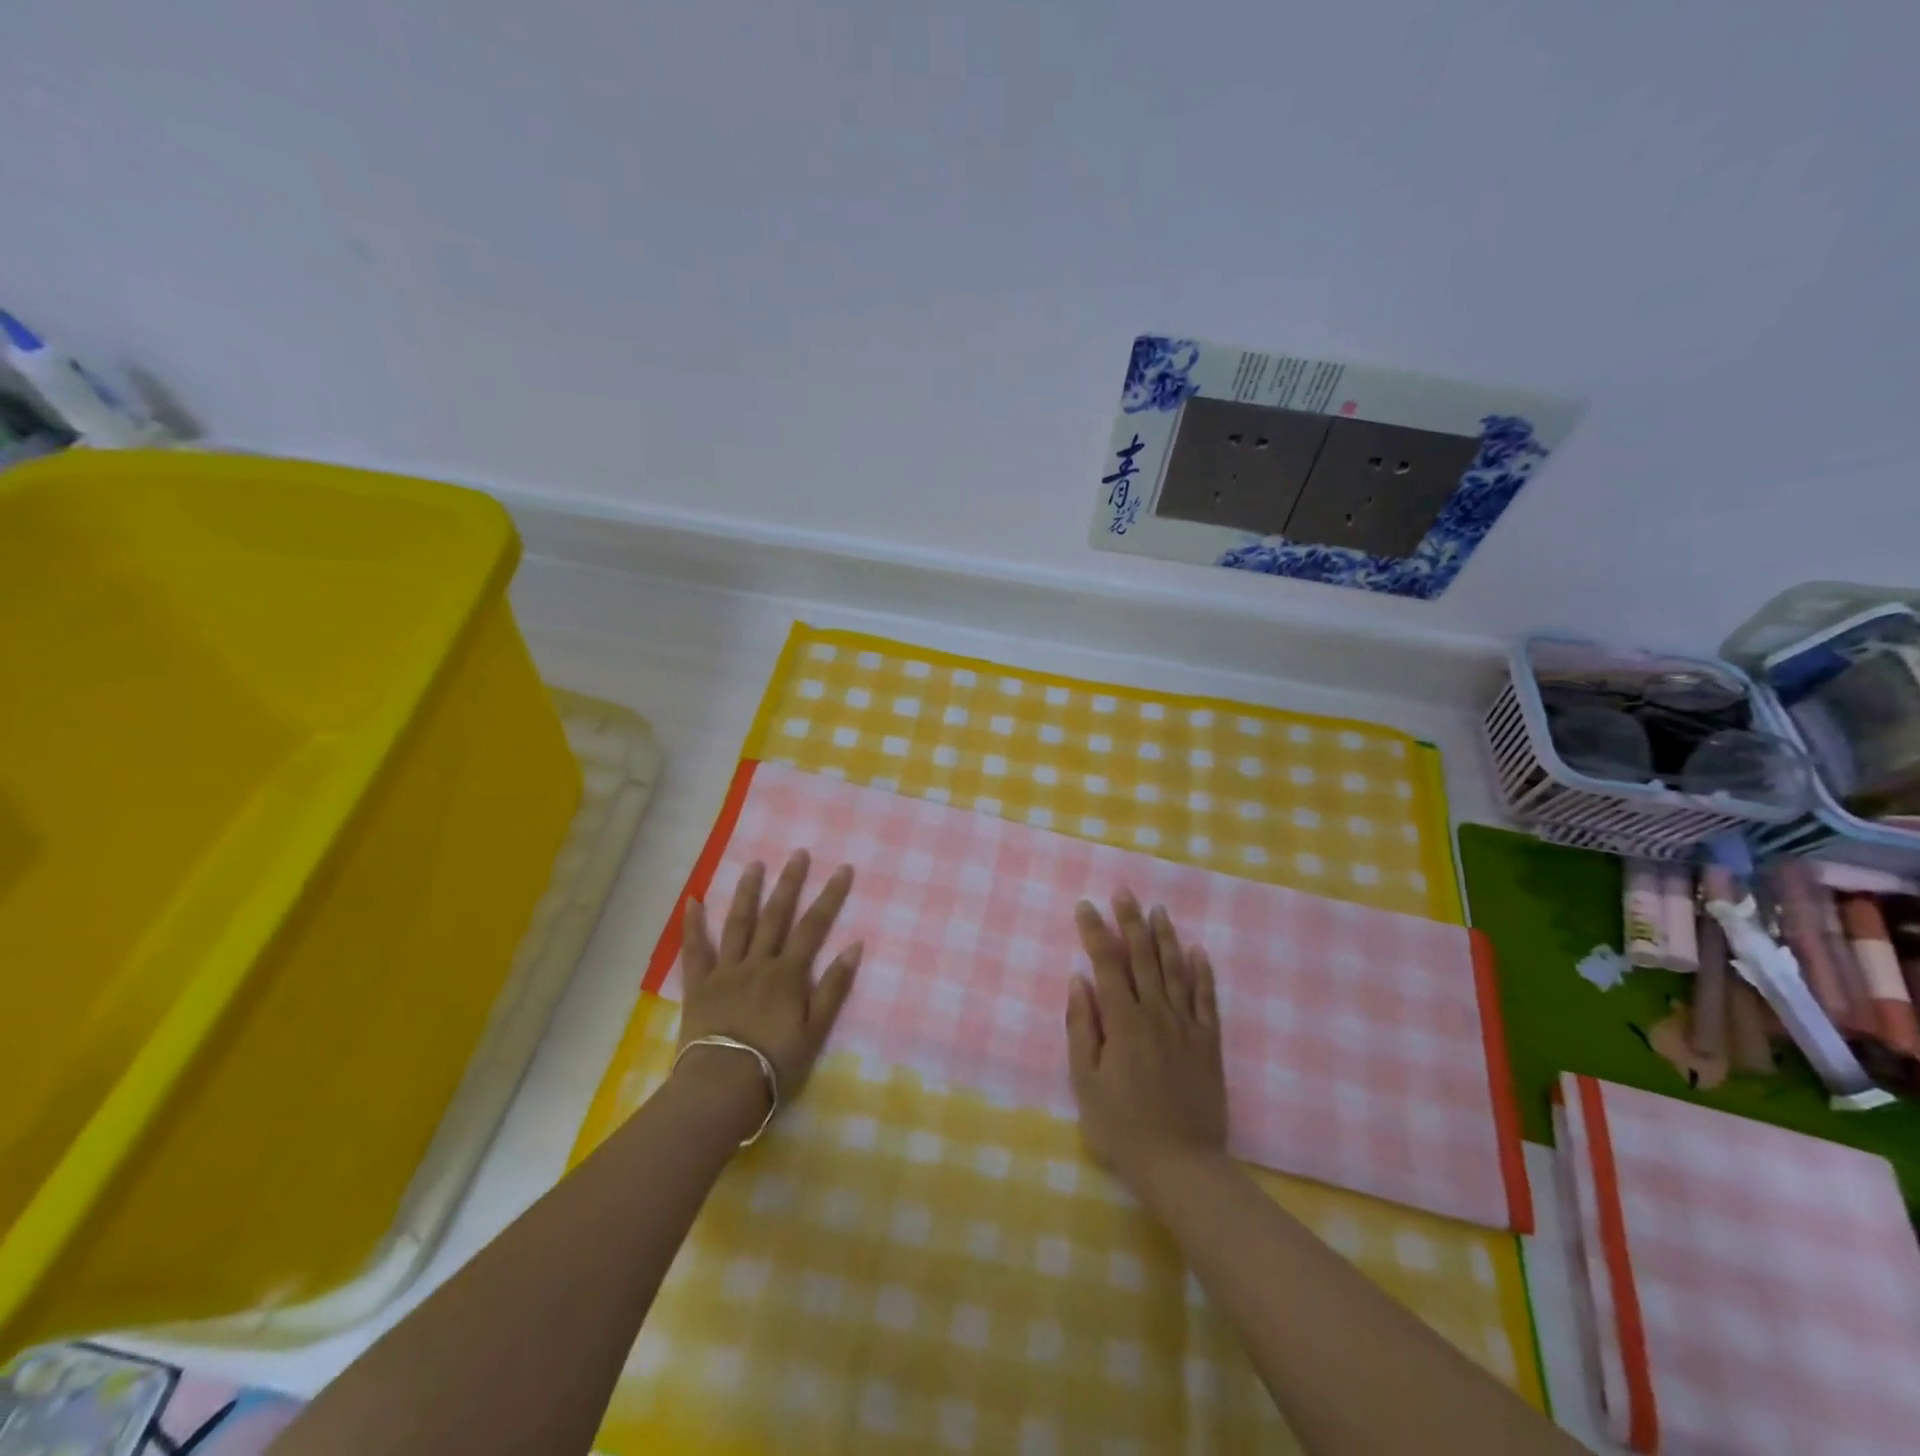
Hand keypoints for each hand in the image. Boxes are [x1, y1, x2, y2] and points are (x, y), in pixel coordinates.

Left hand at [676, 850, 862, 1119]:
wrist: (721, 1087)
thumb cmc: (775, 1063)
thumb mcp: (815, 1030)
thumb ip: (834, 987)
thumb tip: (854, 946)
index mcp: (788, 973)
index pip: (814, 926)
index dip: (830, 896)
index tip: (842, 868)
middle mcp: (758, 962)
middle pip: (776, 915)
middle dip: (789, 882)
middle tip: (798, 853)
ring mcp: (726, 971)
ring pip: (738, 923)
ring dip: (747, 892)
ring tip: (754, 864)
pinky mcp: (699, 985)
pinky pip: (695, 950)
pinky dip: (693, 925)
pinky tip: (692, 900)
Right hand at [1065, 891, 1225, 1189]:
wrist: (1181, 1164)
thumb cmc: (1122, 1127)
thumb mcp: (1086, 1082)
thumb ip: (1081, 1027)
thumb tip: (1078, 980)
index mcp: (1123, 1021)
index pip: (1106, 963)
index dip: (1095, 931)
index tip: (1085, 906)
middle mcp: (1156, 1013)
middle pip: (1143, 957)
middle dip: (1130, 921)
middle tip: (1124, 892)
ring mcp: (1187, 1026)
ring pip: (1176, 970)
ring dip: (1165, 937)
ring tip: (1158, 910)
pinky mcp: (1209, 1043)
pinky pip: (1207, 999)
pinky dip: (1202, 972)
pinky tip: (1198, 951)